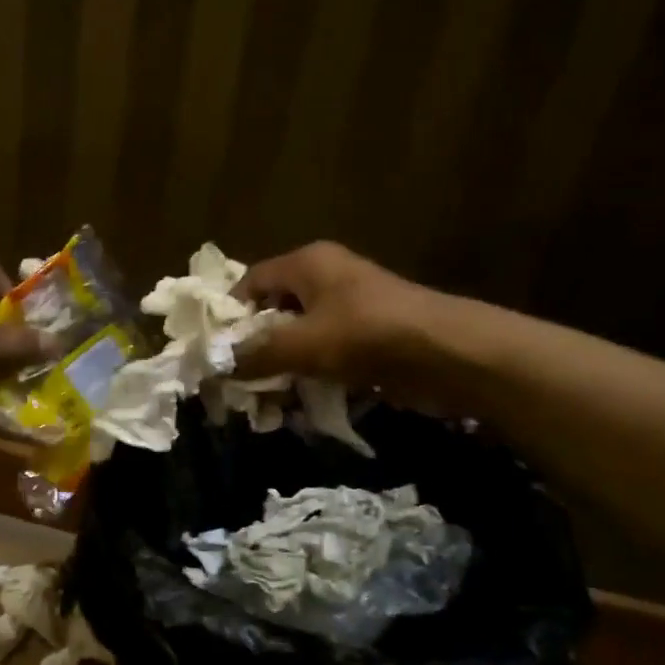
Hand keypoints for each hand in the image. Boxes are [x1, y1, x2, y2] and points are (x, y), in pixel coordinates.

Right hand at [234, 242, 489, 416]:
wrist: (449, 353)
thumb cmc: (367, 335)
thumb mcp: (303, 345)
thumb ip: (256, 354)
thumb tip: (216, 365)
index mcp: (307, 263)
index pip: (251, 280)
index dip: (230, 313)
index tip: (216, 350)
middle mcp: (326, 277)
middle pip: (274, 309)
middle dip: (255, 345)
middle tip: (237, 379)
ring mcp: (350, 306)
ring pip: (300, 335)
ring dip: (282, 365)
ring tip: (265, 399)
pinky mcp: (368, 335)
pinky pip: (326, 351)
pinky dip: (310, 373)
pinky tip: (299, 401)